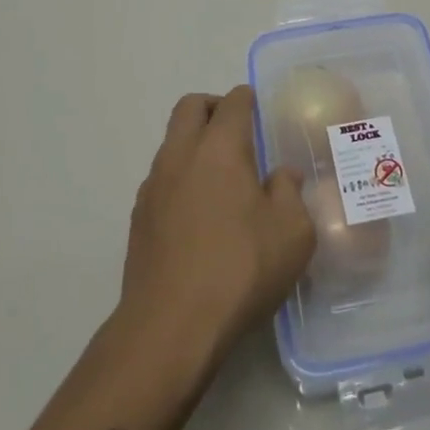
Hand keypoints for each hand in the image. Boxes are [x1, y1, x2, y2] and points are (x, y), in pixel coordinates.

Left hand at [118, 85, 314, 364]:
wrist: (170, 329)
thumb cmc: (239, 270)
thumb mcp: (292, 233)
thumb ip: (290, 193)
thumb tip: (281, 176)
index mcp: (220, 148)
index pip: (233, 102)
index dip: (248, 100)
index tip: (260, 111)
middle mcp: (181, 155)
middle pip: (190, 107)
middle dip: (214, 108)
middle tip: (237, 132)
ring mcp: (153, 186)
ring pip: (172, 142)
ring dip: (194, 145)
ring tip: (221, 180)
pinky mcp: (138, 219)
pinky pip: (161, 179)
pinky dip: (180, 180)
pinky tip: (199, 216)